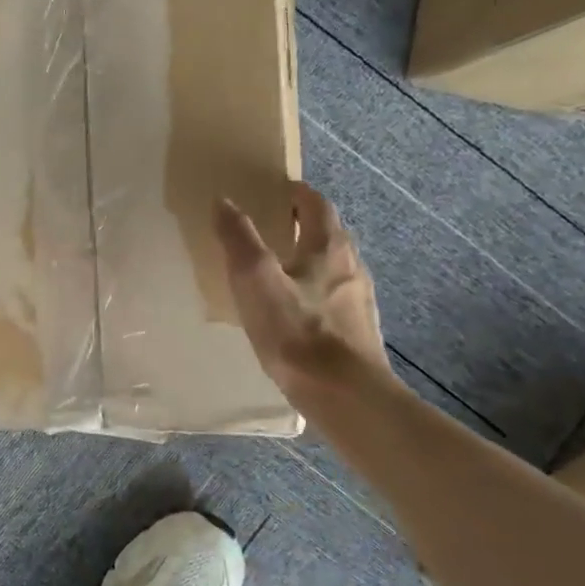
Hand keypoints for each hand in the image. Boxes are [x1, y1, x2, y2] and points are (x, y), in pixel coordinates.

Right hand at [214, 182, 392, 396]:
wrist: (345, 396)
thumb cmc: (297, 332)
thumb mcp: (255, 280)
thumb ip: (239, 238)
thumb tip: (224, 200)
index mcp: (329, 247)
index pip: (316, 205)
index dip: (297, 193)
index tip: (276, 189)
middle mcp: (352, 266)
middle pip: (329, 234)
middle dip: (303, 225)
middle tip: (273, 226)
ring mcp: (359, 301)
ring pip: (333, 267)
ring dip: (309, 259)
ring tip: (279, 269)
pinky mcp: (358, 332)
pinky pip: (334, 297)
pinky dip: (314, 291)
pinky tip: (296, 313)